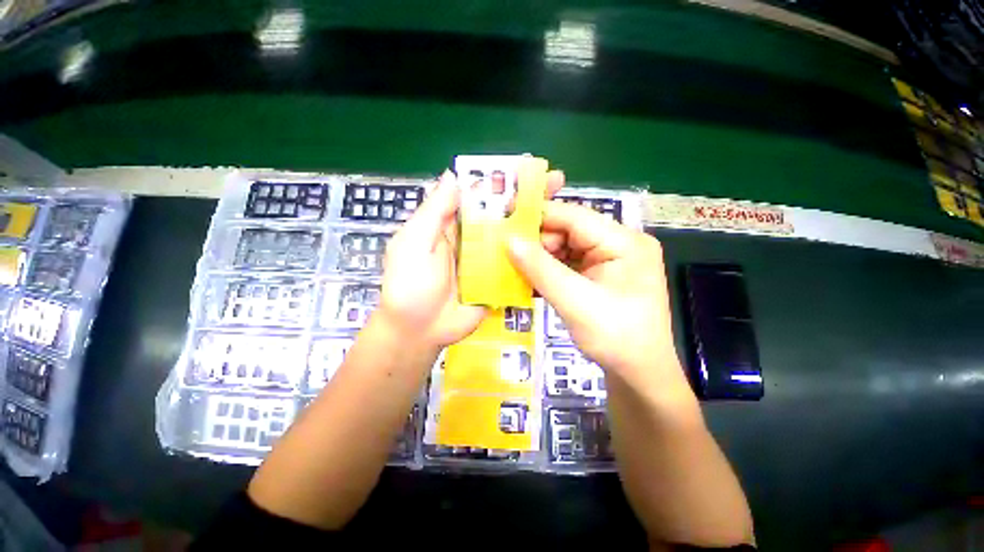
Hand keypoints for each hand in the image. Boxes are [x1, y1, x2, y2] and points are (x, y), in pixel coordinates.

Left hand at [375, 168, 566, 355]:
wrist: (419, 331)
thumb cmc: (410, 285)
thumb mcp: (414, 243)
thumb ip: (434, 213)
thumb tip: (453, 175)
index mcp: (453, 225)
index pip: (481, 196)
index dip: (502, 180)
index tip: (528, 168)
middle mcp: (474, 239)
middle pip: (503, 214)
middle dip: (527, 198)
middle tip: (556, 183)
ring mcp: (489, 261)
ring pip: (514, 238)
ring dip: (536, 225)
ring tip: (565, 213)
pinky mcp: (498, 281)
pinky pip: (518, 265)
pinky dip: (534, 256)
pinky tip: (557, 248)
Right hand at [507, 203, 691, 400]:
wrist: (639, 375)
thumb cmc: (615, 339)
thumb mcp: (574, 302)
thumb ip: (540, 268)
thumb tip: (509, 240)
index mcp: (624, 242)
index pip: (574, 216)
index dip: (538, 214)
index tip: (505, 219)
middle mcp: (619, 244)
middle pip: (569, 231)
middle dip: (538, 242)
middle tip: (509, 256)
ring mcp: (610, 259)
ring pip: (565, 247)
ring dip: (541, 258)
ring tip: (518, 270)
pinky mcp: (600, 274)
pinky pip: (569, 263)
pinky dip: (549, 269)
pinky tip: (532, 278)